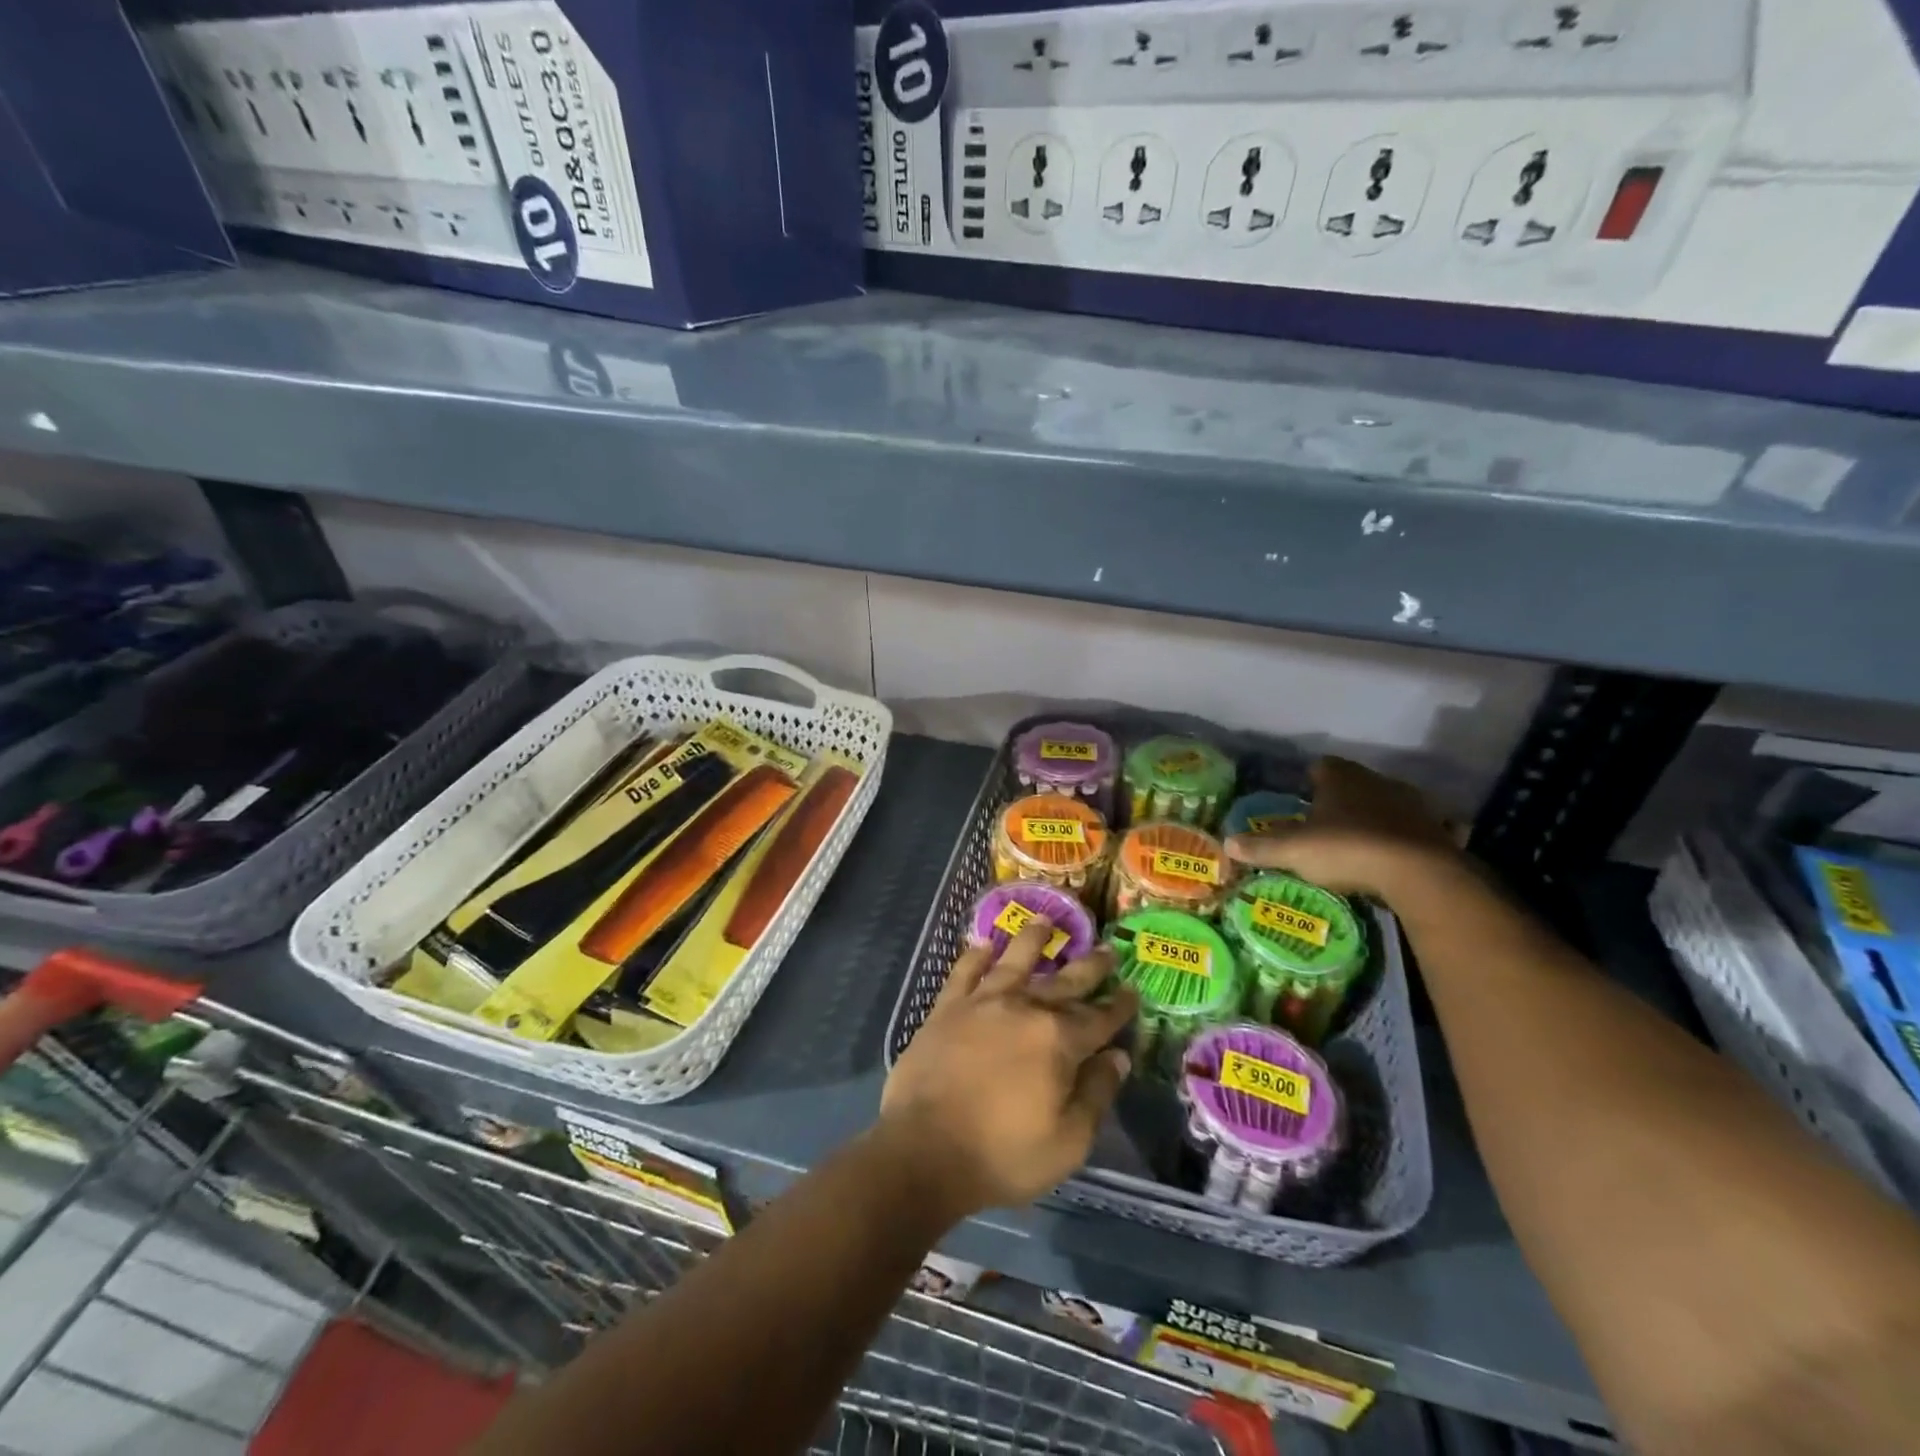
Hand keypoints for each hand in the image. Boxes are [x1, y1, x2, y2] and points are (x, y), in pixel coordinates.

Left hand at [878, 919, 1137, 1219]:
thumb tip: (1117, 1056)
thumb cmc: (1002, 1155)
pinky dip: (975, 955)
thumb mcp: (1068, 1142)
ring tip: (1044, 920)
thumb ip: (1096, 1094)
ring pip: (1013, 960)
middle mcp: (1024, 1008)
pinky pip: (965, 971)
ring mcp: (982, 1003)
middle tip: (1106, 949)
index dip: (1119, 1006)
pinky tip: (983, 944)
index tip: (1133, 990)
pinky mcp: (947, 1008)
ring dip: (1032, 939)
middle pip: (1064, 981)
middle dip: (1089, 966)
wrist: (924, 1150)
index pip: (1099, 1018)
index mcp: (1058, 1040)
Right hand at [1224, 756, 1458, 900]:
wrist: (1419, 874)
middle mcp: (1377, 781)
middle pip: (1355, 782)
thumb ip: (1261, 846)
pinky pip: (1421, 827)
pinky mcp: (1439, 830)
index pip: (1322, 766)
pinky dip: (1410, 836)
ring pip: (1388, 802)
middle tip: (1326, 820)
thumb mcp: (1294, 851)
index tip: (1302, 794)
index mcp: (1341, 778)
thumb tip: (1228, 843)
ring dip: (1376, 815)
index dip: (1311, 778)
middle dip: (1342, 797)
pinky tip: (1401, 853)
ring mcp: (1412, 804)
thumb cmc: (1346, 850)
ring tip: (1361, 838)